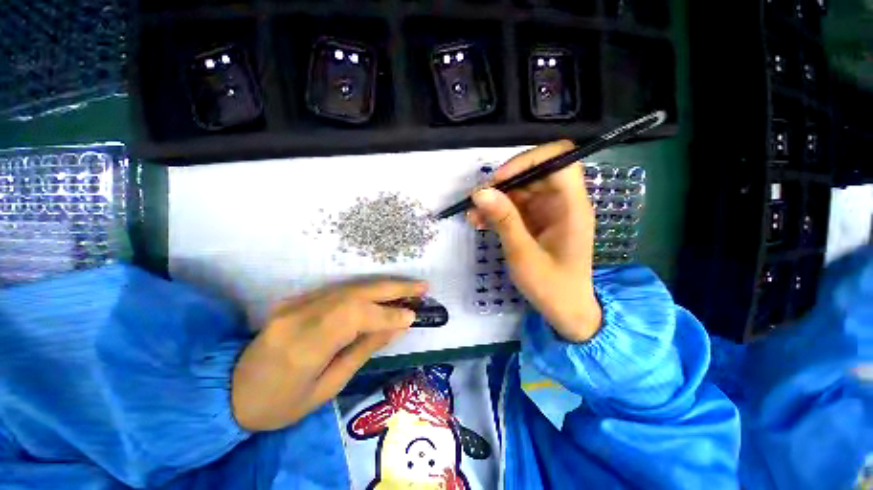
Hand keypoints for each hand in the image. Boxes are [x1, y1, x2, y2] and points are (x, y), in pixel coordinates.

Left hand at [231, 280, 426, 430]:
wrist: (229, 390)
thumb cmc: (279, 404)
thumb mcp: (326, 388)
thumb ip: (363, 350)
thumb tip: (396, 327)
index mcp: (303, 346)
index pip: (355, 318)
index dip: (388, 315)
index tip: (414, 316)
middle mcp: (299, 316)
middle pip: (355, 294)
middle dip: (393, 289)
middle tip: (422, 287)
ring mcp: (296, 303)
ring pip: (350, 287)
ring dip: (384, 286)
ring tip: (410, 288)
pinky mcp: (298, 299)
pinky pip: (340, 290)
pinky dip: (368, 290)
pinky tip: (385, 292)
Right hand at [468, 140, 601, 341]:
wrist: (564, 310)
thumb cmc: (551, 286)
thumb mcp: (523, 254)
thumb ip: (504, 220)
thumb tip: (480, 192)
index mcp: (571, 206)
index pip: (559, 160)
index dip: (528, 161)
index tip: (499, 180)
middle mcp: (562, 202)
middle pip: (533, 173)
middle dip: (503, 183)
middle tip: (477, 199)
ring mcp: (548, 211)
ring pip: (519, 190)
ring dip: (494, 199)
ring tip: (472, 215)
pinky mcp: (536, 221)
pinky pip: (515, 207)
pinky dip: (496, 212)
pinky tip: (479, 222)